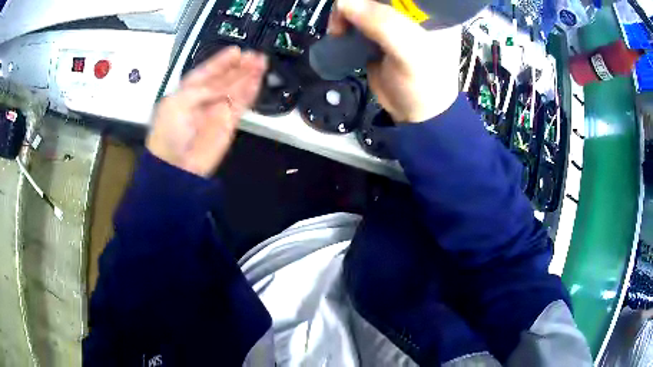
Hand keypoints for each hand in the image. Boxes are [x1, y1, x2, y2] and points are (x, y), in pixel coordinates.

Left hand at [147, 47, 266, 176]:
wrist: (177, 167)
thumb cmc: (169, 132)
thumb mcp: (178, 103)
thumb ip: (202, 89)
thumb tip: (224, 83)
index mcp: (187, 91)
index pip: (206, 72)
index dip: (221, 61)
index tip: (236, 51)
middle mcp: (204, 98)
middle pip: (225, 78)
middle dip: (239, 66)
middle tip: (254, 56)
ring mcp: (217, 110)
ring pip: (236, 88)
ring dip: (248, 76)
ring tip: (261, 62)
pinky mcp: (229, 123)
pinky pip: (241, 104)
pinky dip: (250, 92)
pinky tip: (257, 80)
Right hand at [328, 0, 460, 122]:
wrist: (415, 115)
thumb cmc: (424, 85)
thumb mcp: (410, 55)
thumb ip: (384, 25)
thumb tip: (346, 2)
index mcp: (433, 11)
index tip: (361, 5)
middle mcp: (414, 11)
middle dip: (358, 2)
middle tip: (344, 19)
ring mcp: (395, 20)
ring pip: (364, 3)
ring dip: (346, 12)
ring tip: (339, 30)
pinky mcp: (379, 31)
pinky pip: (357, 16)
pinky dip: (344, 21)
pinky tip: (340, 32)